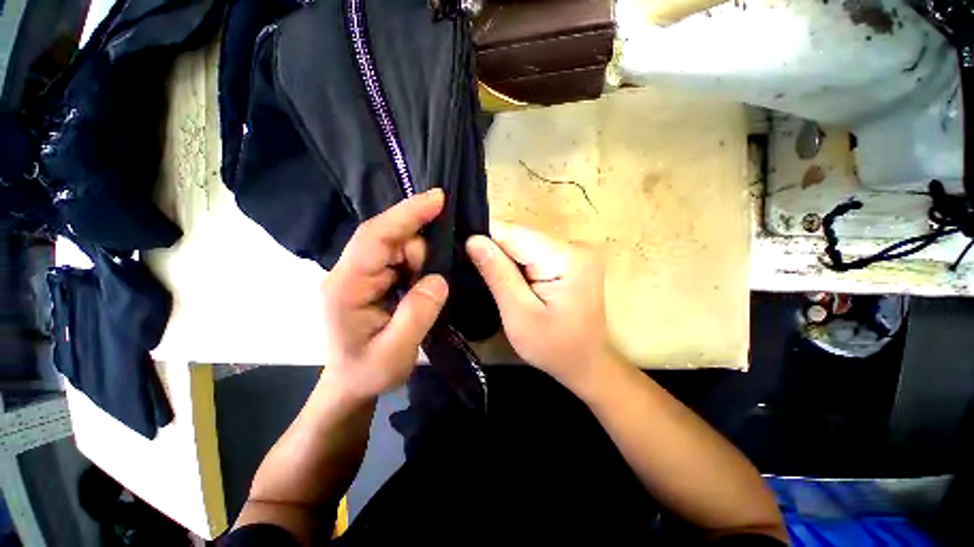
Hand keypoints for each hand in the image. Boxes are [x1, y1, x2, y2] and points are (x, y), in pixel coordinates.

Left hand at [320, 189, 448, 402]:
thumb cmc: (368, 371)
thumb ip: (418, 314)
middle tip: (435, 280)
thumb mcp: (396, 352)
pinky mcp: (370, 278)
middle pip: (389, 238)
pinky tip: (421, 285)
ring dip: (420, 262)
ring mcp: (359, 273)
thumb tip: (439, 278)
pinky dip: (417, 266)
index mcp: (347, 286)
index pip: (375, 238)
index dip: (407, 214)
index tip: (438, 198)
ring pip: (397, 247)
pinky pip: (399, 259)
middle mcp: (348, 272)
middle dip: (420, 251)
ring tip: (423, 293)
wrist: (350, 383)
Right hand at [466, 223, 611, 390]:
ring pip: (524, 243)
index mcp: (567, 258)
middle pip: (520, 236)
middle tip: (480, 276)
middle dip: (497, 253)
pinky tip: (513, 280)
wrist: (586, 362)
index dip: (487, 241)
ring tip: (496, 281)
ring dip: (507, 259)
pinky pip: (533, 252)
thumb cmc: (553, 347)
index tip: (465, 254)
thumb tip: (473, 240)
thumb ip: (497, 274)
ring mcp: (575, 251)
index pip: (514, 233)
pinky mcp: (570, 258)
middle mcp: (575, 245)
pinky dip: (519, 264)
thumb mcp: (519, 314)